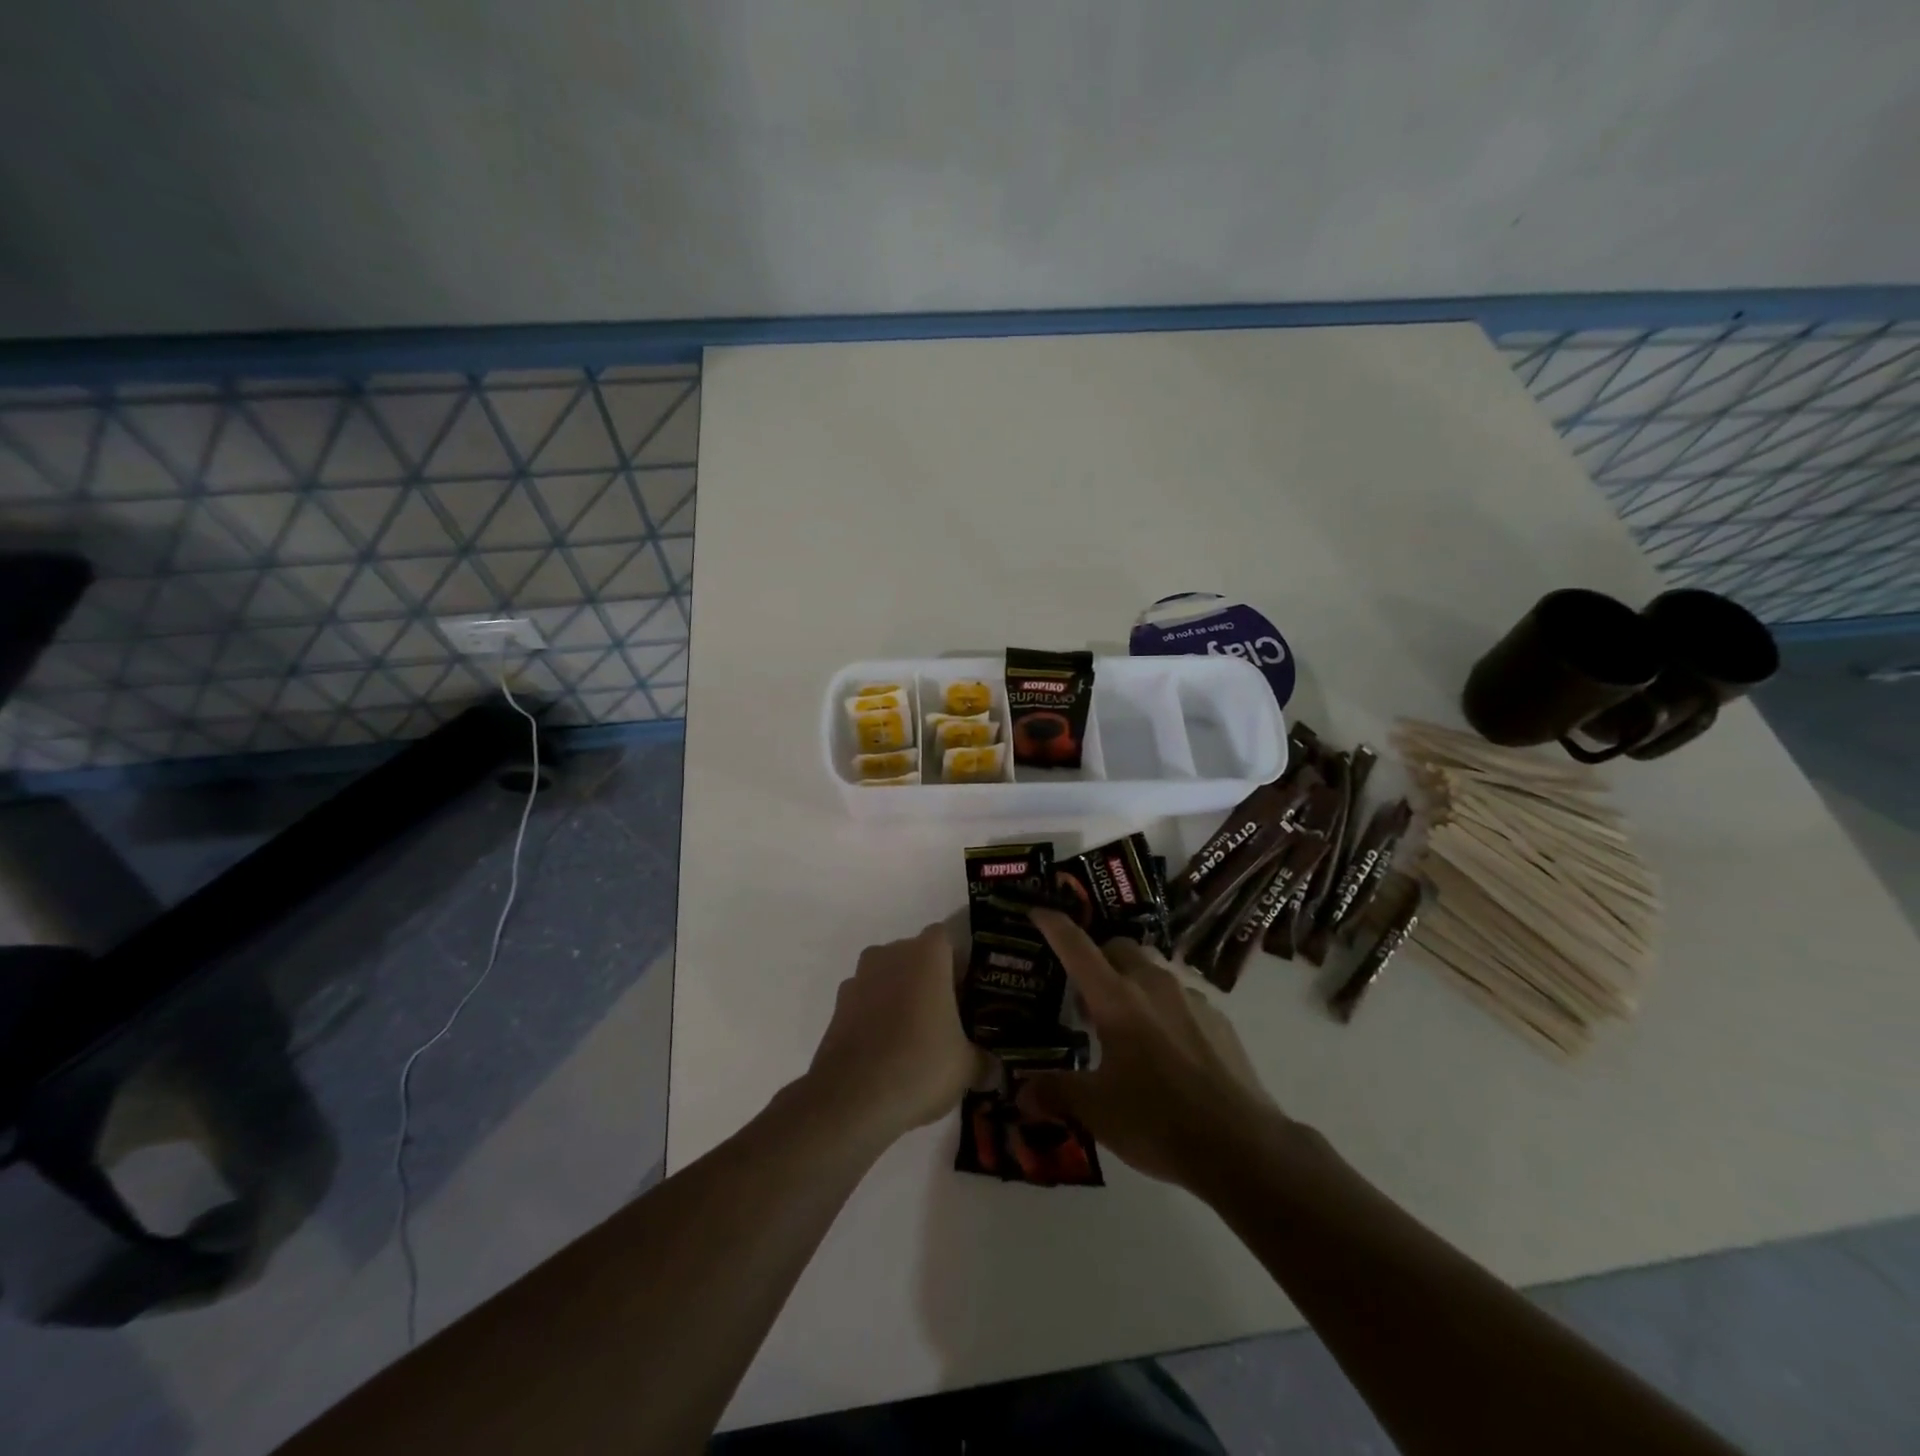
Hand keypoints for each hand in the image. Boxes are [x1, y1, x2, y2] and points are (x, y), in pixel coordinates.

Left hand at [806, 924, 985, 1146]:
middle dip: (931, 979)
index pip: (947, 938)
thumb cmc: (919, 1065)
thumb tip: (995, 1070)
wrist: (851, 1099)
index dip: (959, 962)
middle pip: (916, 956)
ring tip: (918, 1036)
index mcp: (926, 955)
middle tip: (949, 1016)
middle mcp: (890, 954)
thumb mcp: (966, 1068)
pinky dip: (877, 1016)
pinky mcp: (838, 1006)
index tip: (968, 991)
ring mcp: (859, 978)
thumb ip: (984, 1061)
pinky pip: (867, 1001)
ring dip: (901, 996)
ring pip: (889, 977)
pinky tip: (889, 1050)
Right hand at [1018, 908, 1284, 1191]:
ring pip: (1152, 969)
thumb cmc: (1158, 1121)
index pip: (1076, 946)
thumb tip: (1022, 1092)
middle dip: (1097, 958)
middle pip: (1118, 947)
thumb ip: (1055, 1093)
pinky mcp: (1218, 1018)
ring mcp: (1190, 997)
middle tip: (1084, 996)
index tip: (1037, 911)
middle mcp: (1152, 984)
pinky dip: (1163, 1007)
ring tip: (1125, 1023)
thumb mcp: (1096, 1112)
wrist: (1242, 1146)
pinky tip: (1165, 1047)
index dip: (1053, 925)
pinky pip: (1181, 996)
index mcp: (1116, 999)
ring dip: (1132, 982)